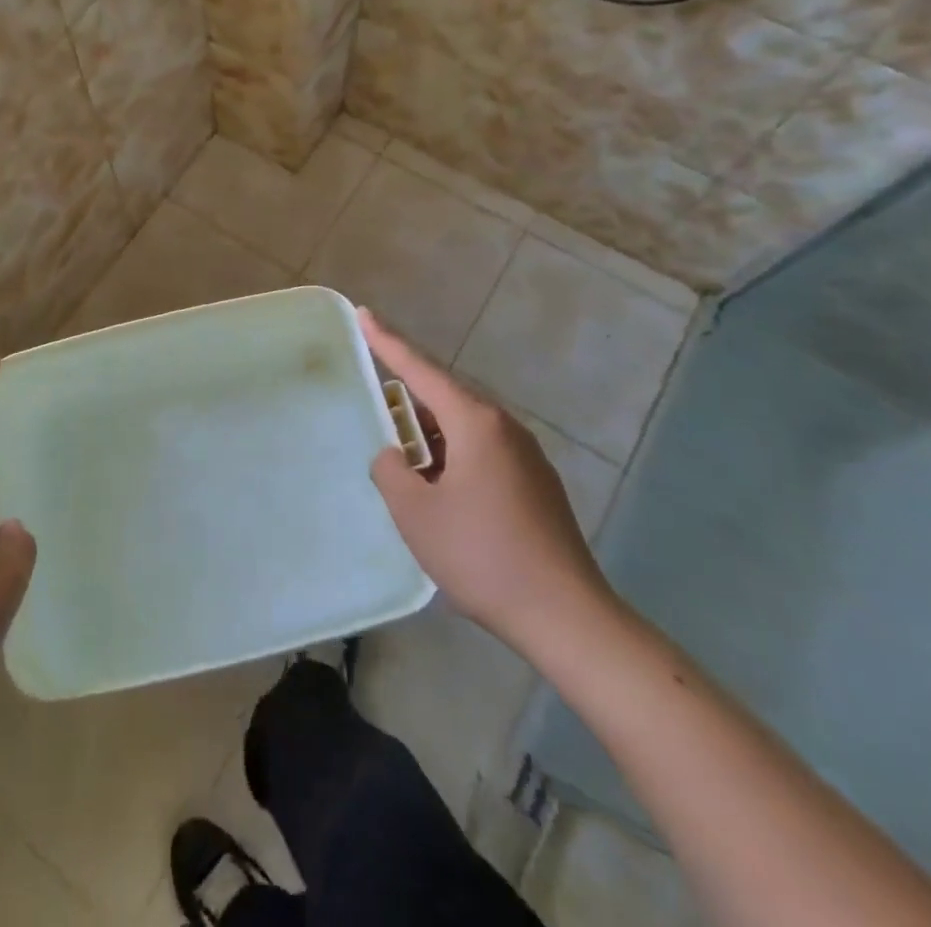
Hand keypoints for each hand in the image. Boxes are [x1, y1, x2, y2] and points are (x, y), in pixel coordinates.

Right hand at [362, 310, 615, 657]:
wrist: (566, 616)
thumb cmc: (483, 556)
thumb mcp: (417, 514)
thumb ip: (392, 472)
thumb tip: (394, 456)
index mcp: (475, 423)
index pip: (420, 370)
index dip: (388, 342)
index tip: (364, 314)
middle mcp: (504, 428)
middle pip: (445, 397)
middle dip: (409, 399)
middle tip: (377, 404)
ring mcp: (526, 455)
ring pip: (465, 428)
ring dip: (431, 436)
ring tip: (405, 459)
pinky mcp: (536, 484)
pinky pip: (483, 452)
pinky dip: (453, 457)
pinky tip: (442, 490)